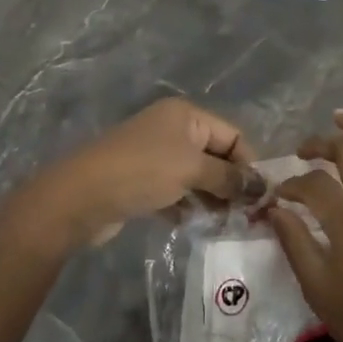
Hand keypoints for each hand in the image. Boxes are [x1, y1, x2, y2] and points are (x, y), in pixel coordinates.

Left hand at [15, 98, 253, 252]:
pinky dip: (189, 206)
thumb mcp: (192, 169)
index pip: (233, 135)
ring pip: (197, 177)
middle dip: (231, 184)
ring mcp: (156, 156)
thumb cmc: (143, 171)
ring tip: (225, 225)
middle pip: (216, 156)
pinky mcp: (143, 182)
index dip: (249, 164)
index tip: (261, 197)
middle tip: (247, 217)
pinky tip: (197, 226)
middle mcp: (173, 130)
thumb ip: (229, 177)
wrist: (81, 196)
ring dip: (212, 198)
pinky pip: (177, 192)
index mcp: (186, 115)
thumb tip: (260, 187)